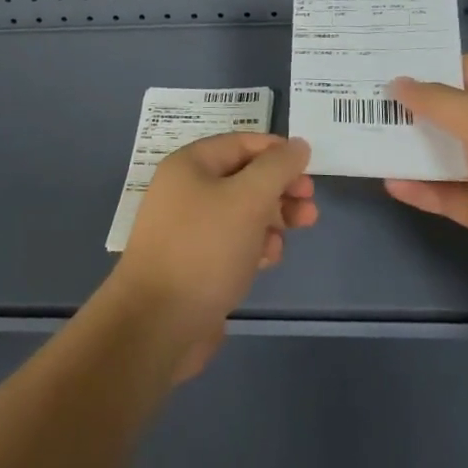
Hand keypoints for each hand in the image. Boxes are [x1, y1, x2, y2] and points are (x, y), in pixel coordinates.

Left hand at [112, 133, 316, 379]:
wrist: (158, 324)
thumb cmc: (205, 249)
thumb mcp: (248, 199)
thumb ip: (277, 168)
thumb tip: (298, 145)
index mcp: (190, 164)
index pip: (242, 143)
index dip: (278, 152)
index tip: (309, 170)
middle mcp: (186, 190)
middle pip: (244, 177)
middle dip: (280, 188)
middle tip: (310, 205)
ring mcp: (189, 228)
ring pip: (242, 211)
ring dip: (273, 217)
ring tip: (298, 230)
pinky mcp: (196, 262)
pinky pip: (232, 242)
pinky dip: (255, 244)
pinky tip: (269, 258)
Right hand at [386, 55, 467, 300]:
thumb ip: (438, 102)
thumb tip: (398, 82)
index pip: (464, 70)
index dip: (426, 64)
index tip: (383, 60)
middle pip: (448, 113)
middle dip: (409, 107)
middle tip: (360, 97)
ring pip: (443, 155)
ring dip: (410, 149)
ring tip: (363, 135)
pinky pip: (446, 195)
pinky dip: (420, 190)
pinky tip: (388, 182)